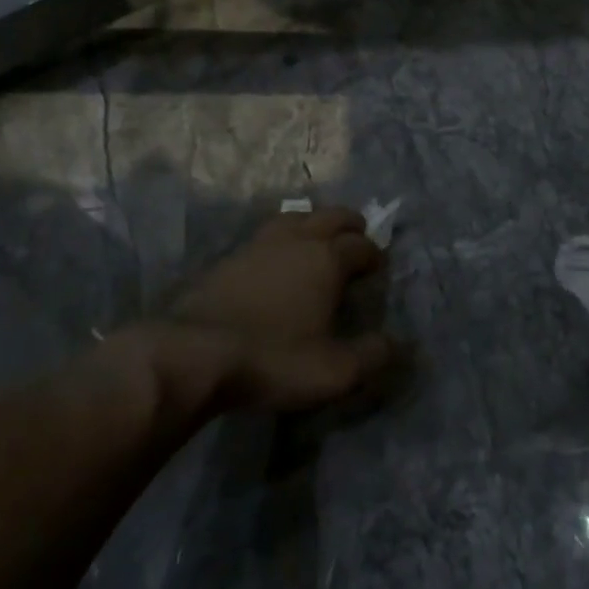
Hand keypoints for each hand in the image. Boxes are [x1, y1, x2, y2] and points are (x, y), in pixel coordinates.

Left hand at [158, 206, 396, 411]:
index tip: (378, 266)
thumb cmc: (273, 359)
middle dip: (349, 224)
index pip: (360, 245)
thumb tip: (396, 344)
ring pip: (293, 218)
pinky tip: (273, 260)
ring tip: (316, 238)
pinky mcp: (227, 259)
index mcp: (327, 260)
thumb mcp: (334, 371)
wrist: (192, 354)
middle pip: (330, 216)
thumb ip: (372, 356)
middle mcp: (296, 241)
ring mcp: (257, 245)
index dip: (373, 254)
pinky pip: (263, 237)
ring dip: (311, 223)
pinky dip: (279, 241)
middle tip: (356, 236)